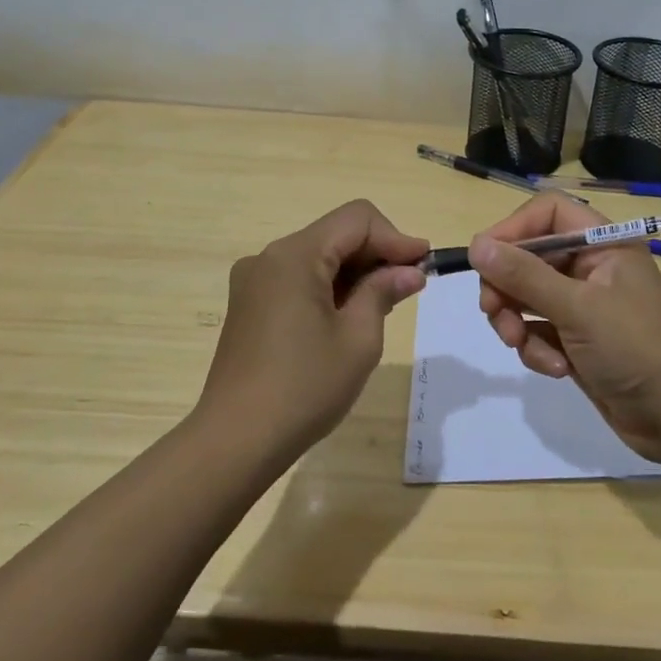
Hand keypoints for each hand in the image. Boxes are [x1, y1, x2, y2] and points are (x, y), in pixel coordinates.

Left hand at [200, 200, 427, 462]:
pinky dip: (329, 287)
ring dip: (354, 272)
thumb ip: (383, 292)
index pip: (357, 219)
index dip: (396, 237)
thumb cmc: (305, 387)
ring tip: (383, 305)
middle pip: (336, 234)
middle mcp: (269, 257)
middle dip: (377, 254)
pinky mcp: (248, 305)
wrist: (235, 441)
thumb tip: (409, 271)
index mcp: (295, 256)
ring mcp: (254, 282)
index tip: (424, 266)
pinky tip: (347, 317)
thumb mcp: (358, 339)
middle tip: (410, 287)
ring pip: (317, 256)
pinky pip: (298, 279)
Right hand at [469, 195, 660, 463]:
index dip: (513, 229)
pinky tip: (556, 369)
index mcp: (603, 243)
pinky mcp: (576, 338)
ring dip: (518, 322)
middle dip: (508, 287)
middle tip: (494, 313)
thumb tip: (476, 244)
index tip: (485, 259)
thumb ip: (523, 275)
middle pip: (529, 256)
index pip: (547, 213)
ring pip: (527, 296)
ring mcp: (583, 304)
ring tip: (524, 346)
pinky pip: (538, 330)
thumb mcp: (577, 308)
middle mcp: (591, 266)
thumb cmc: (635, 348)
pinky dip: (538, 348)